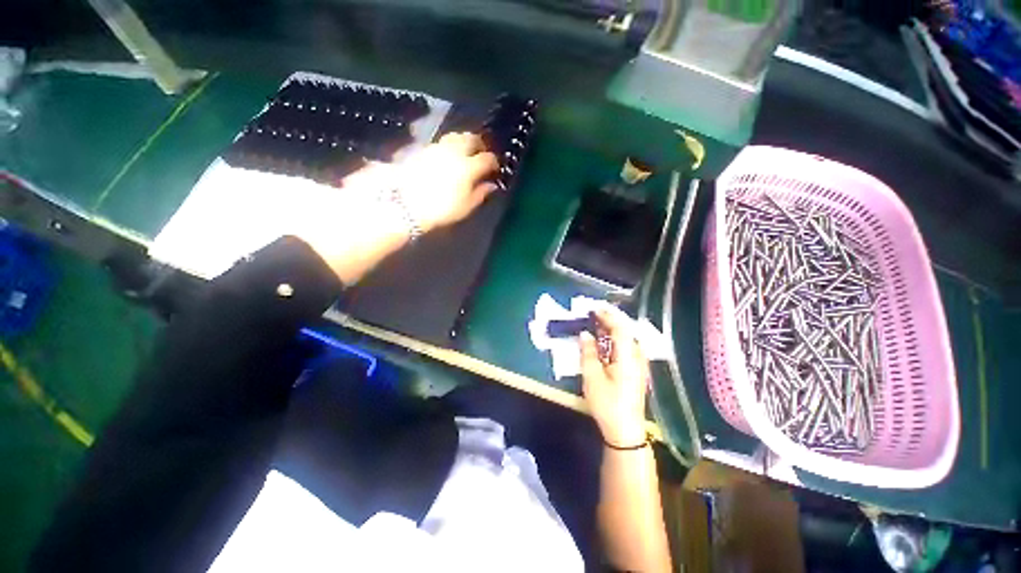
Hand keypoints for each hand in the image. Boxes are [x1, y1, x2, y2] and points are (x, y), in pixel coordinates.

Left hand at [393, 132, 499, 231]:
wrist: (405, 203)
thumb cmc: (440, 209)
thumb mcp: (465, 206)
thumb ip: (480, 194)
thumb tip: (491, 185)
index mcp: (468, 166)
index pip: (487, 159)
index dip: (494, 163)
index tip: (494, 169)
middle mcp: (454, 152)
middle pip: (471, 138)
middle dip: (479, 145)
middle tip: (481, 153)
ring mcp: (436, 148)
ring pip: (454, 137)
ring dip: (463, 142)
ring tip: (463, 153)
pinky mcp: (422, 149)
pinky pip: (440, 143)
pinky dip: (447, 147)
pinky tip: (445, 157)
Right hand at [580, 310, 649, 446]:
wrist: (625, 431)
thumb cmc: (607, 403)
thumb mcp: (592, 377)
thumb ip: (588, 352)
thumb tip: (585, 334)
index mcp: (628, 356)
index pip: (620, 328)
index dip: (607, 316)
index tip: (594, 309)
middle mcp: (637, 357)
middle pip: (626, 331)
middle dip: (610, 320)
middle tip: (594, 315)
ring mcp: (639, 365)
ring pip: (627, 339)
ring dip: (613, 330)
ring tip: (597, 325)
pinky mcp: (637, 371)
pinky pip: (627, 347)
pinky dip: (616, 340)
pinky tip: (606, 342)